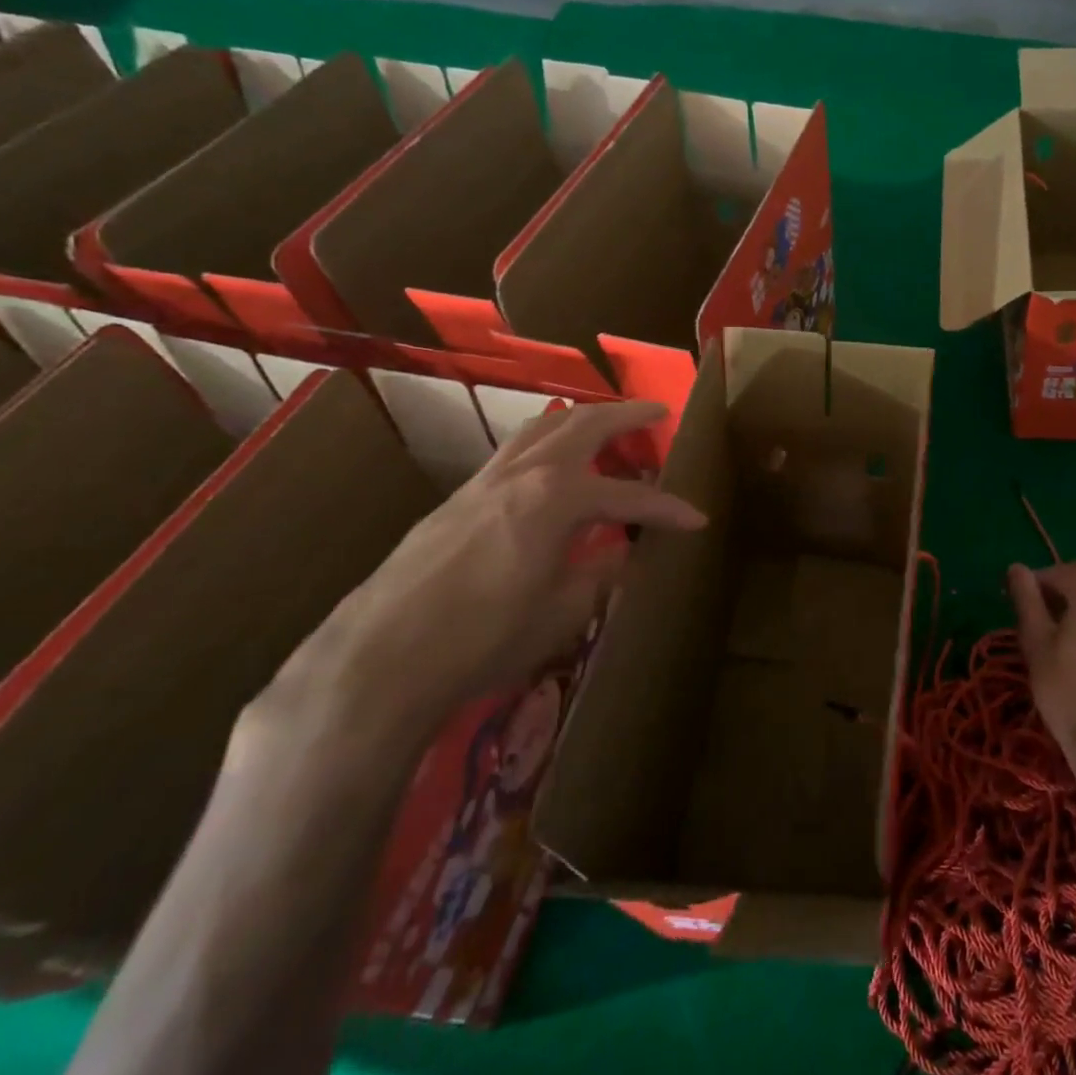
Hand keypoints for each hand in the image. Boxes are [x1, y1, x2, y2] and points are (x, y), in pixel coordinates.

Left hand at [262, 400, 705, 741]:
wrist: (378, 660)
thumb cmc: (483, 639)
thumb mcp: (561, 613)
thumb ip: (600, 575)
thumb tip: (624, 555)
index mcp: (557, 499)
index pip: (630, 497)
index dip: (668, 509)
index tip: (697, 519)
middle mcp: (523, 474)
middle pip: (583, 425)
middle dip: (626, 416)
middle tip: (657, 413)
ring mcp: (484, 482)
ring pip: (541, 428)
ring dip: (580, 420)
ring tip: (605, 425)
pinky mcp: (457, 498)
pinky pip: (513, 451)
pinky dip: (544, 442)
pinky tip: (549, 466)